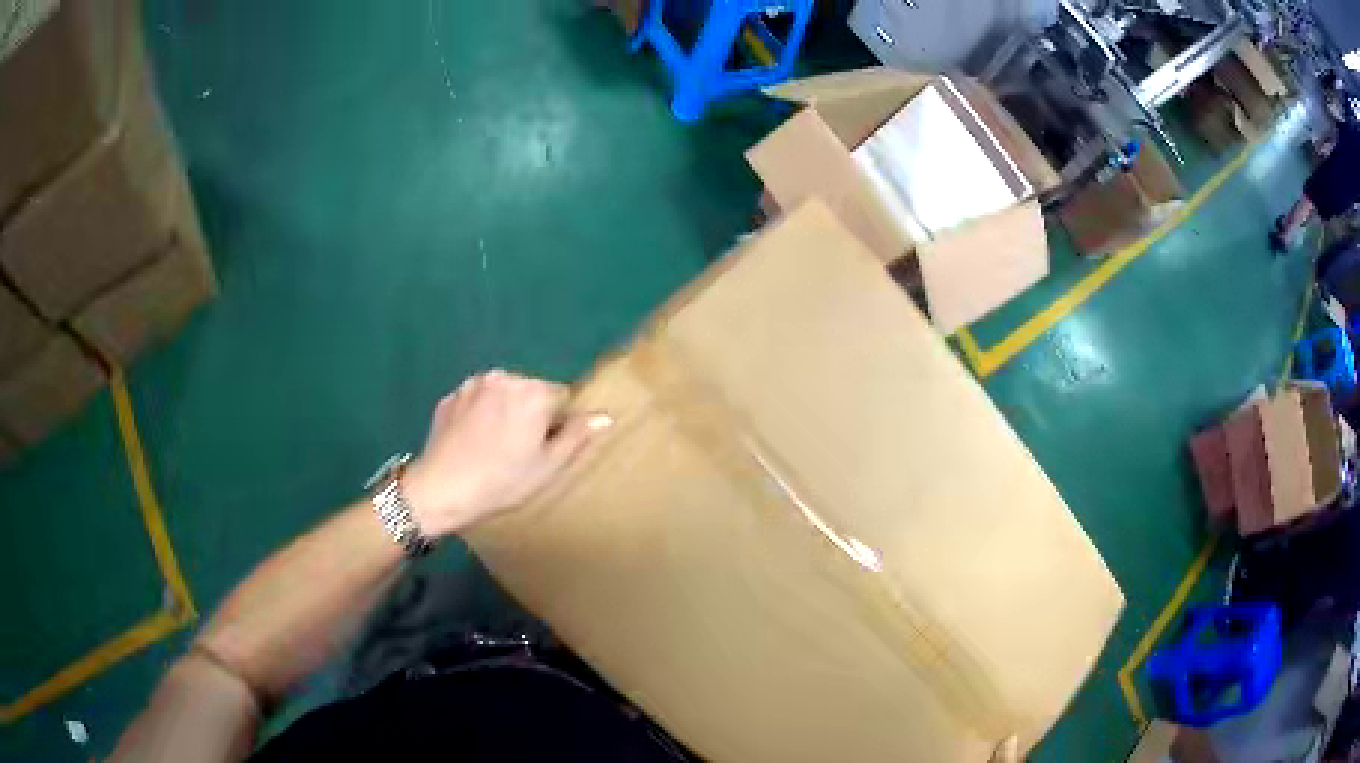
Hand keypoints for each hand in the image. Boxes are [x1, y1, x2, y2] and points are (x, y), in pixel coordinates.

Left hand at [402, 370, 611, 537]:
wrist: (441, 489)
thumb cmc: (501, 481)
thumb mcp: (547, 466)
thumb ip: (577, 436)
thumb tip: (604, 416)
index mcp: (533, 392)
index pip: (561, 398)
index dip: (556, 425)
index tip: (541, 451)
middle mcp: (504, 377)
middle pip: (531, 391)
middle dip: (530, 414)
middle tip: (517, 452)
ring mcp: (472, 384)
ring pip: (502, 394)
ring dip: (504, 411)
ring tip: (492, 447)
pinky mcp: (451, 396)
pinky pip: (476, 401)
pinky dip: (479, 415)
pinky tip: (471, 443)